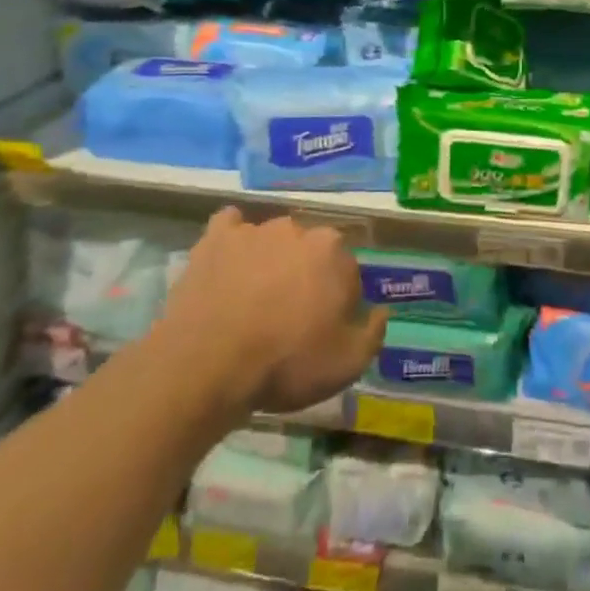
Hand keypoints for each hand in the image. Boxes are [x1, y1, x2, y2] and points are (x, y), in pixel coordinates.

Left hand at [160, 208, 387, 415]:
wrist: (208, 364)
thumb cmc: (286, 363)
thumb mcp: (347, 364)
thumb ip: (373, 333)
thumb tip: (381, 310)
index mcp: (334, 253)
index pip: (347, 272)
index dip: (339, 302)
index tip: (325, 328)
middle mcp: (298, 229)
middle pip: (311, 251)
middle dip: (306, 275)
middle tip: (290, 315)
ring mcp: (254, 230)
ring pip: (273, 240)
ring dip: (271, 260)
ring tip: (253, 298)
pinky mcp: (216, 238)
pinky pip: (230, 226)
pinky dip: (233, 239)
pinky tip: (229, 260)